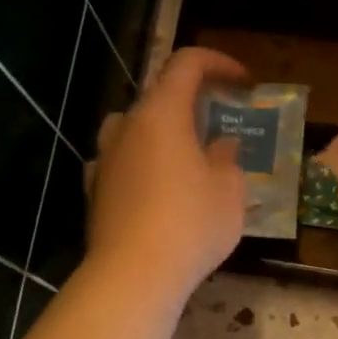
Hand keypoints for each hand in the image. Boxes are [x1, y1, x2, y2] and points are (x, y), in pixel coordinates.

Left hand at [85, 47, 248, 301]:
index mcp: (162, 113)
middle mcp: (126, 126)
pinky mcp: (94, 190)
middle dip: (191, 104)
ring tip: (185, 158)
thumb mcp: (230, 192)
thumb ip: (228, 160)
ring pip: (133, 129)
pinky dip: (140, 165)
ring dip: (161, 133)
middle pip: (157, 96)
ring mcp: (104, 158)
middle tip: (218, 126)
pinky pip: (121, 163)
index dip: (218, 63)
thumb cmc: (191, 225)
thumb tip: (222, 145)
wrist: (133, 275)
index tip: (243, 82)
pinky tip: (155, 189)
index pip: (186, 64)